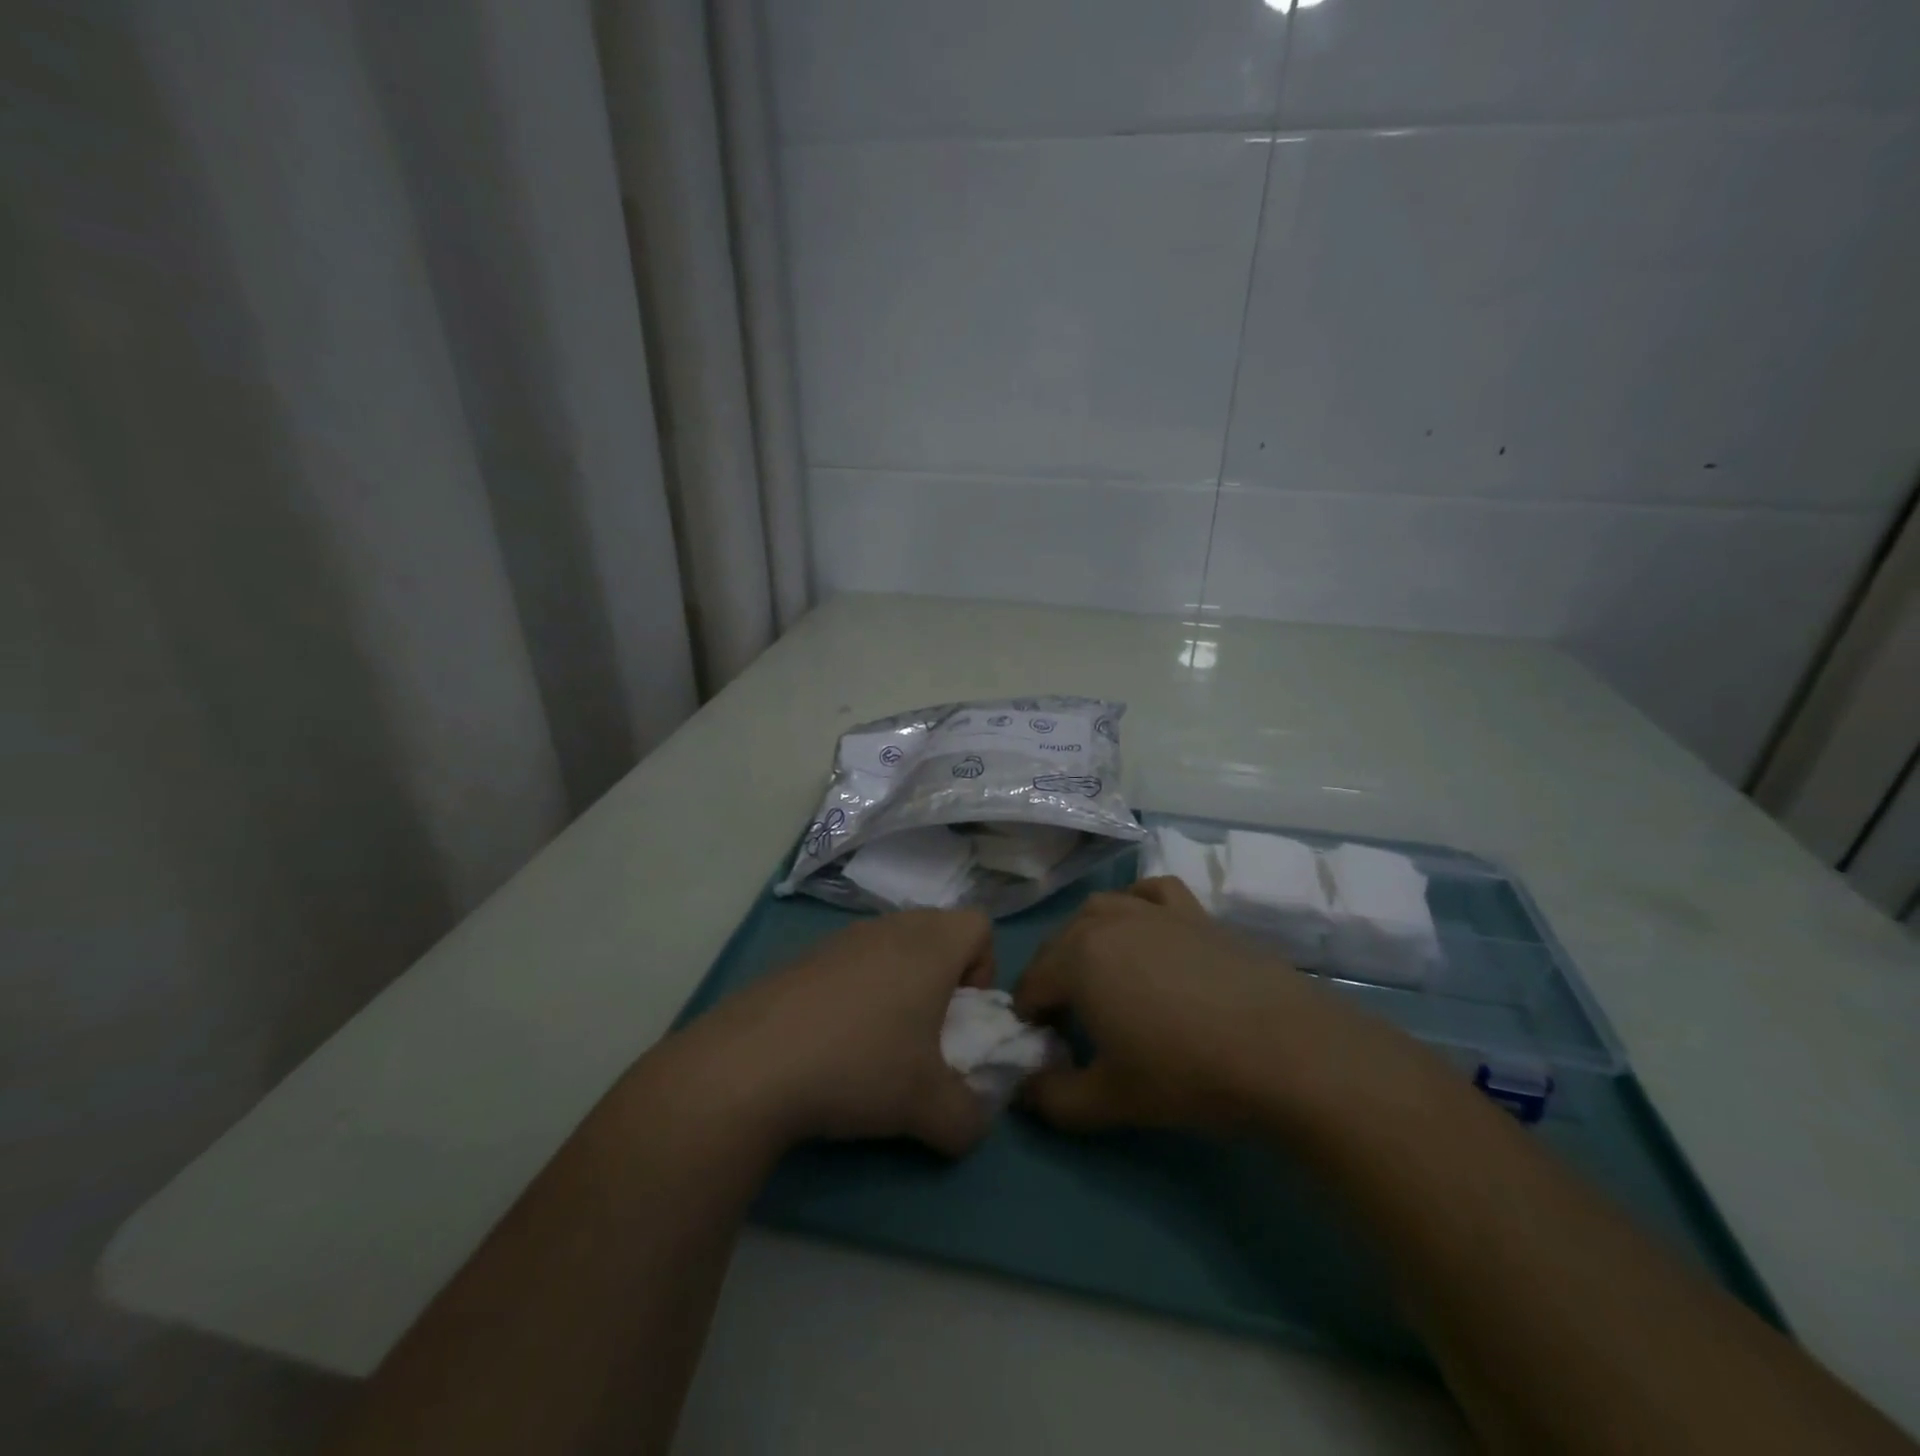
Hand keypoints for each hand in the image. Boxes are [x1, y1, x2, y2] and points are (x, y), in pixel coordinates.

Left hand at [677, 909, 996, 1156]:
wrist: (750, 1065)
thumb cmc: (859, 1068)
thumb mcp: (930, 1110)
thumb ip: (969, 1118)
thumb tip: (972, 1123)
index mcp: (929, 946)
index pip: (979, 924)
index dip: (983, 969)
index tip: (960, 1017)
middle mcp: (889, 928)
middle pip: (935, 931)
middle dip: (942, 978)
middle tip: (924, 1032)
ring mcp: (840, 938)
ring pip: (890, 946)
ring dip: (896, 985)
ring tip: (875, 1043)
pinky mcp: (802, 958)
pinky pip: (849, 963)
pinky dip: (854, 993)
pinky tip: (830, 1042)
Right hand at [1014, 877, 1397, 1133]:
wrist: (1284, 1050)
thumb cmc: (1185, 1073)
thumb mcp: (1108, 1101)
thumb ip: (1052, 1099)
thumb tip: (1024, 1090)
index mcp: (1076, 959)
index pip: (1031, 985)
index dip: (1031, 1019)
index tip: (1048, 1049)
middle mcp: (1106, 921)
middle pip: (1059, 945)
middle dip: (1052, 981)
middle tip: (1071, 1024)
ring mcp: (1152, 911)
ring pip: (1099, 910)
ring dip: (1085, 939)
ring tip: (1102, 976)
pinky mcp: (1194, 912)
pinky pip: (1152, 891)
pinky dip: (1137, 902)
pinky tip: (1144, 927)